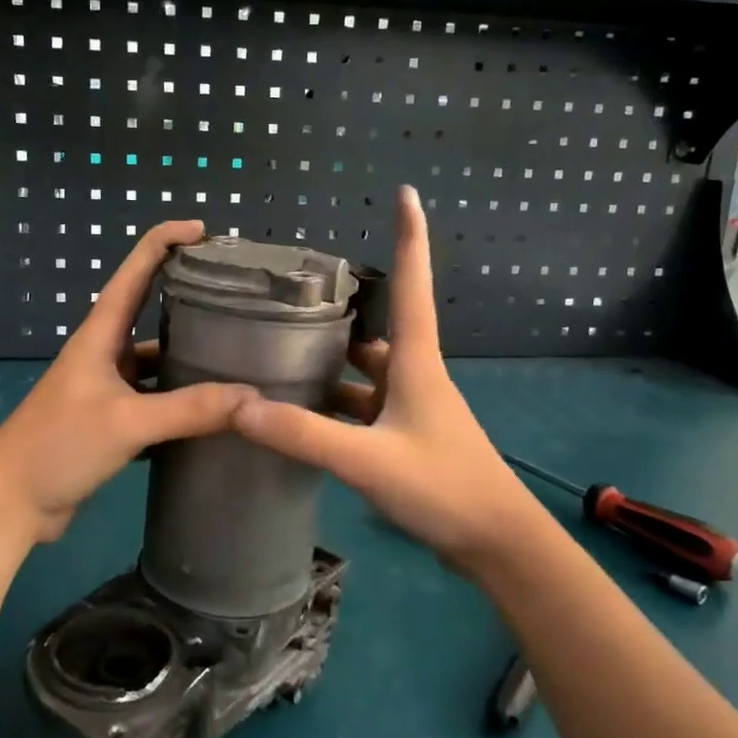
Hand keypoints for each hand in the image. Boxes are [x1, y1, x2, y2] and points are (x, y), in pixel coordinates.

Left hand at [0, 221, 255, 543]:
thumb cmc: (59, 445)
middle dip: (190, 302)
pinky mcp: (111, 423)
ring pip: (158, 365)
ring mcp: (108, 390)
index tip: (203, 230)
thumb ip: (189, 410)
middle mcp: (105, 354)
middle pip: (151, 314)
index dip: (164, 242)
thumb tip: (252, 398)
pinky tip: (214, 414)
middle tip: (240, 300)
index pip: (134, 272)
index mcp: (101, 335)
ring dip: (190, 362)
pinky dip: (182, 405)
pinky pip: (156, 403)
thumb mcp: (127, 422)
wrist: (11, 503)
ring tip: (240, 361)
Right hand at [234, 186, 555, 578]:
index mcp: (416, 363)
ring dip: (332, 363)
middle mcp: (414, 376)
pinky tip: (301, 413)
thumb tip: (240, 406)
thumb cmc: (443, 487)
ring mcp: (412, 409)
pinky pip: (363, 408)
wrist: (497, 544)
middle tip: (291, 295)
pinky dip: (335, 405)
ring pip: (365, 373)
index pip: (413, 283)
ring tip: (279, 353)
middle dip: (342, 308)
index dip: (410, 236)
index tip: (406, 192)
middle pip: (377, 328)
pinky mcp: (406, 439)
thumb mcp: (367, 461)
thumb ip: (304, 434)